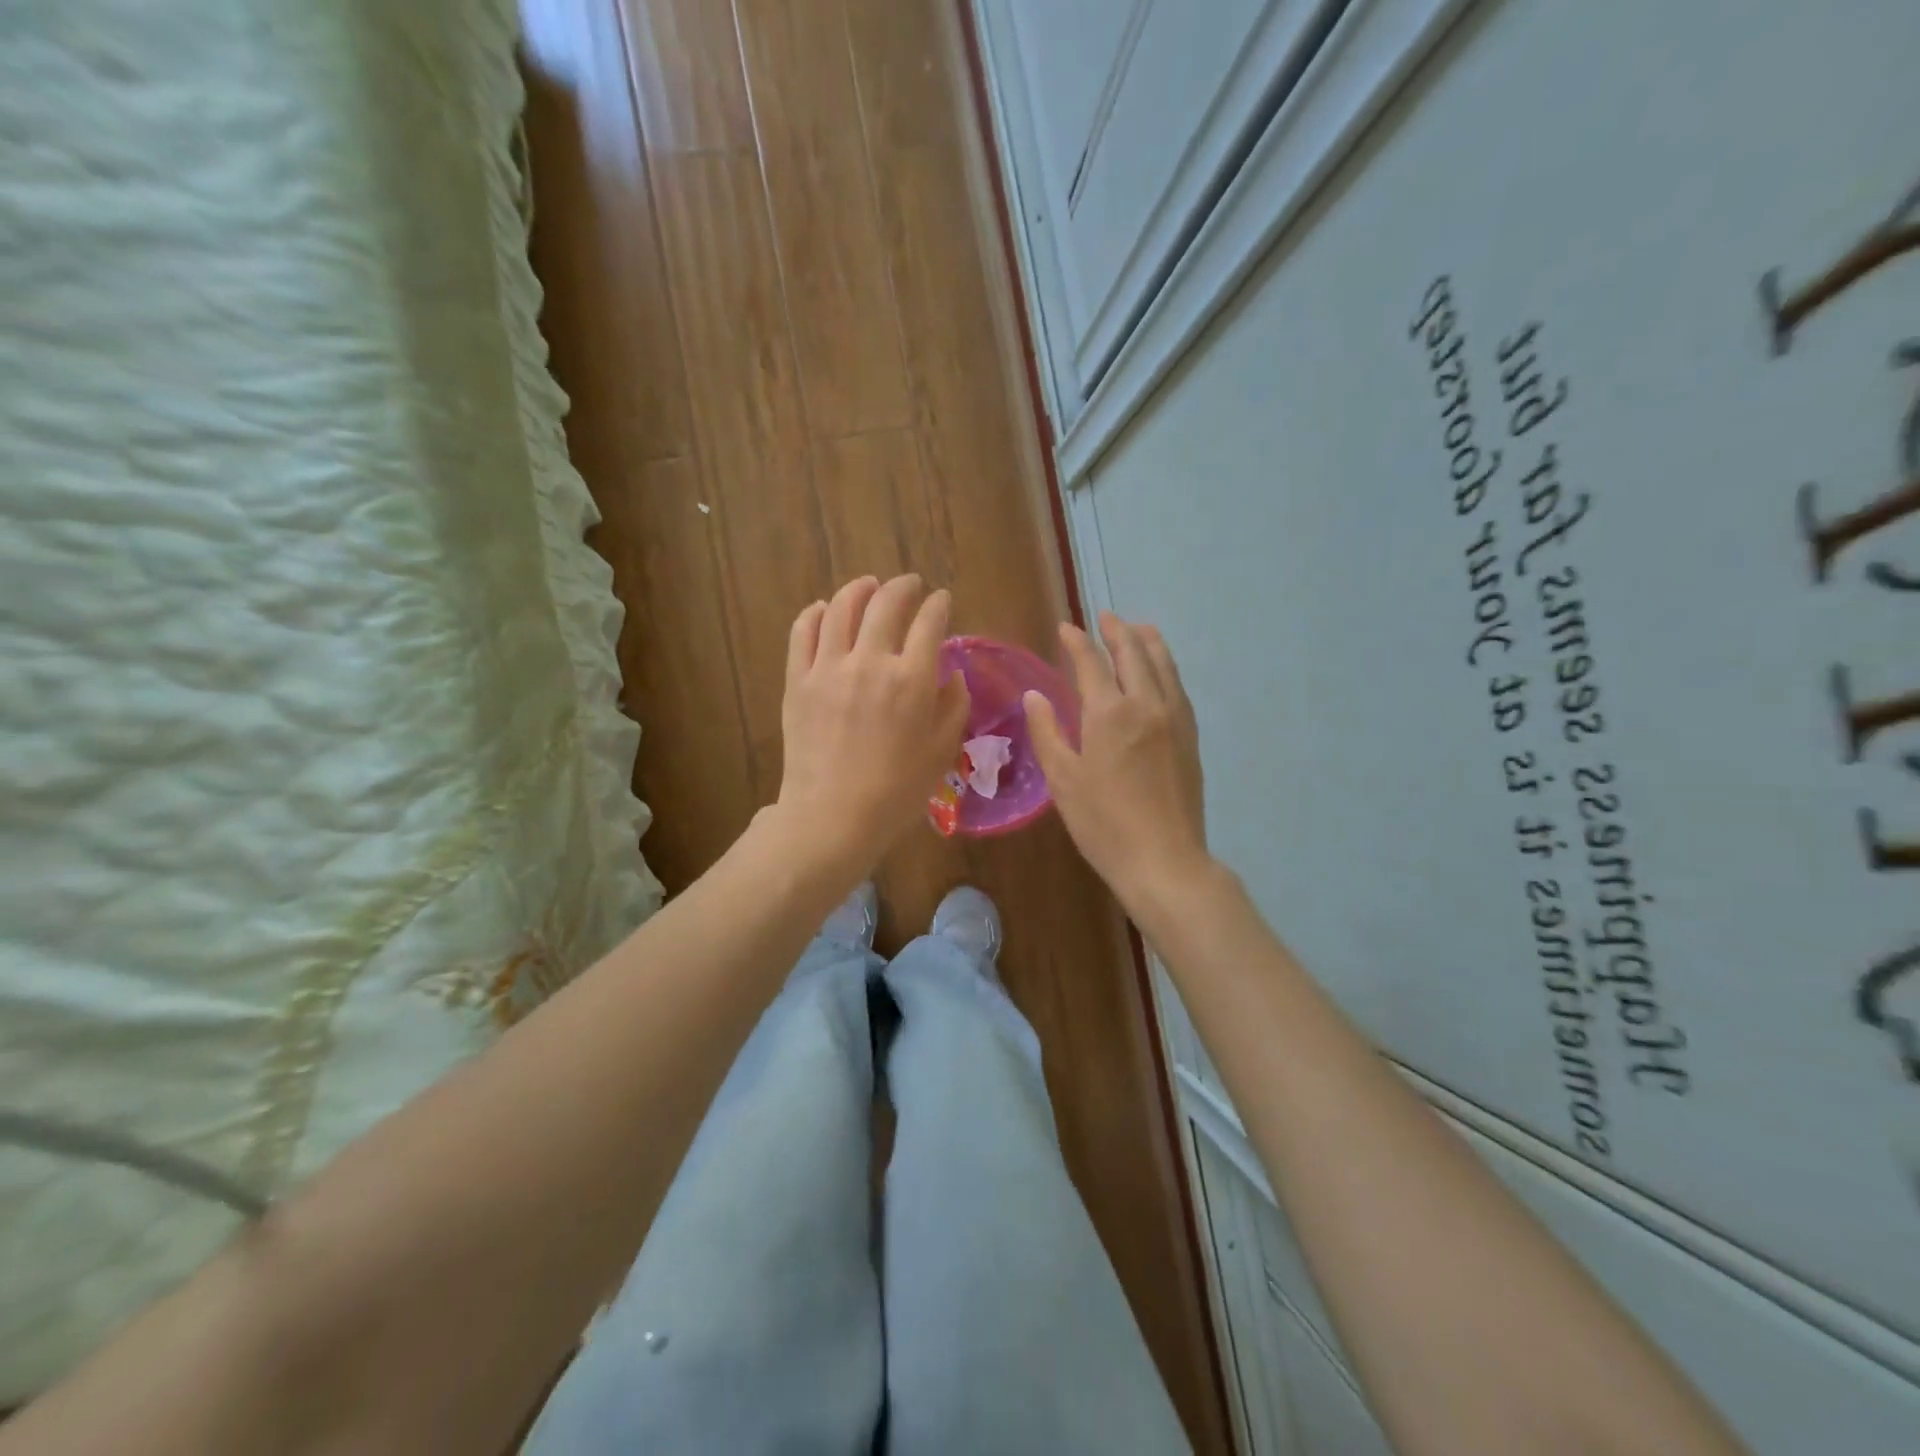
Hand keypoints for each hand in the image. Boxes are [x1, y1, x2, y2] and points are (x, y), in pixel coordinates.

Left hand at [777, 575, 969, 877]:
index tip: (942, 601)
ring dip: (860, 588)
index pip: (929, 622)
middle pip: (886, 603)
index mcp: (911, 679)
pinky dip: (816, 613)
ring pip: (842, 608)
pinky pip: (804, 632)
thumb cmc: (896, 791)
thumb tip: (951, 675)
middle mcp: (870, 662)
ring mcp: (828, 668)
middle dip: (904, 587)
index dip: (938, 605)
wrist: (832, 816)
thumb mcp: (941, 751)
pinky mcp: (798, 680)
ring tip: (869, 585)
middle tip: (910, 585)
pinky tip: (825, 610)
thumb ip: (953, 706)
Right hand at [1024, 612, 1211, 911]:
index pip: (1091, 663)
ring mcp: (1174, 719)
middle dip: (1117, 631)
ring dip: (1148, 641)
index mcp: (1110, 713)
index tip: (1066, 628)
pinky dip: (1166, 667)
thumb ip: (1047, 732)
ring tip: (1138, 629)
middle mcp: (1147, 704)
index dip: (1077, 642)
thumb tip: (1035, 695)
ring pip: (1164, 665)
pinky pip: (1178, 687)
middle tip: (1105, 617)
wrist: (1163, 859)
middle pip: (1134, 653)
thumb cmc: (1103, 823)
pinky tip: (1161, 672)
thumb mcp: (1063, 779)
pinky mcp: (1190, 736)